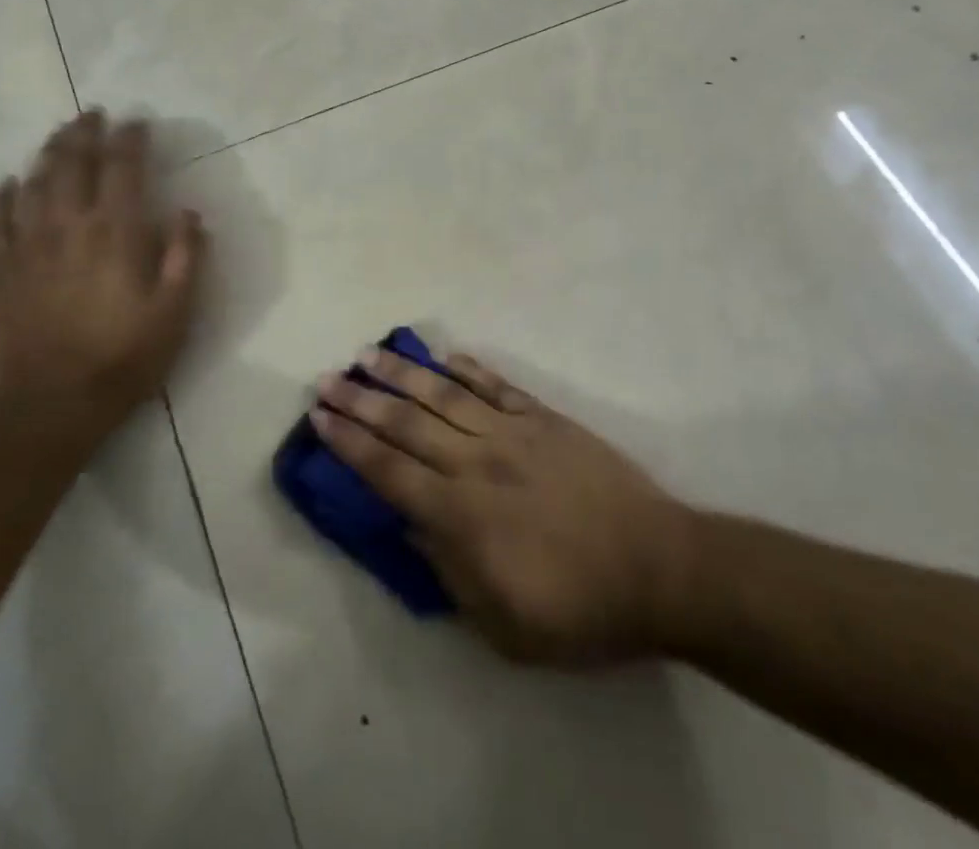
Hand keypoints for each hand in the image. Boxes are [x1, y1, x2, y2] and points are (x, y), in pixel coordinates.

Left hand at [0, 111, 206, 443]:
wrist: (52, 405)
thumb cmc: (124, 357)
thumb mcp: (176, 311)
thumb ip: (185, 256)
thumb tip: (188, 213)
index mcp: (115, 232)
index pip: (122, 168)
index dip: (130, 139)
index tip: (137, 123)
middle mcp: (68, 227)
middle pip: (72, 164)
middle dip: (85, 134)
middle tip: (94, 114)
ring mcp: (28, 247)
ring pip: (33, 184)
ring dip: (47, 154)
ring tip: (59, 136)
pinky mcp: (1, 272)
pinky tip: (5, 186)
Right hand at [311, 350, 692, 663]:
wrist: (659, 569)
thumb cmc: (579, 611)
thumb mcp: (502, 624)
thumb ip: (448, 570)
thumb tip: (410, 524)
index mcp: (461, 515)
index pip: (388, 470)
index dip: (349, 443)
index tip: (320, 418)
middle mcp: (477, 462)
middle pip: (406, 423)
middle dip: (361, 400)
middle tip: (327, 378)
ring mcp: (513, 433)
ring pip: (445, 394)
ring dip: (403, 373)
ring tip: (370, 353)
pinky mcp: (545, 419)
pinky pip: (498, 387)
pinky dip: (469, 369)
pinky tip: (446, 356)